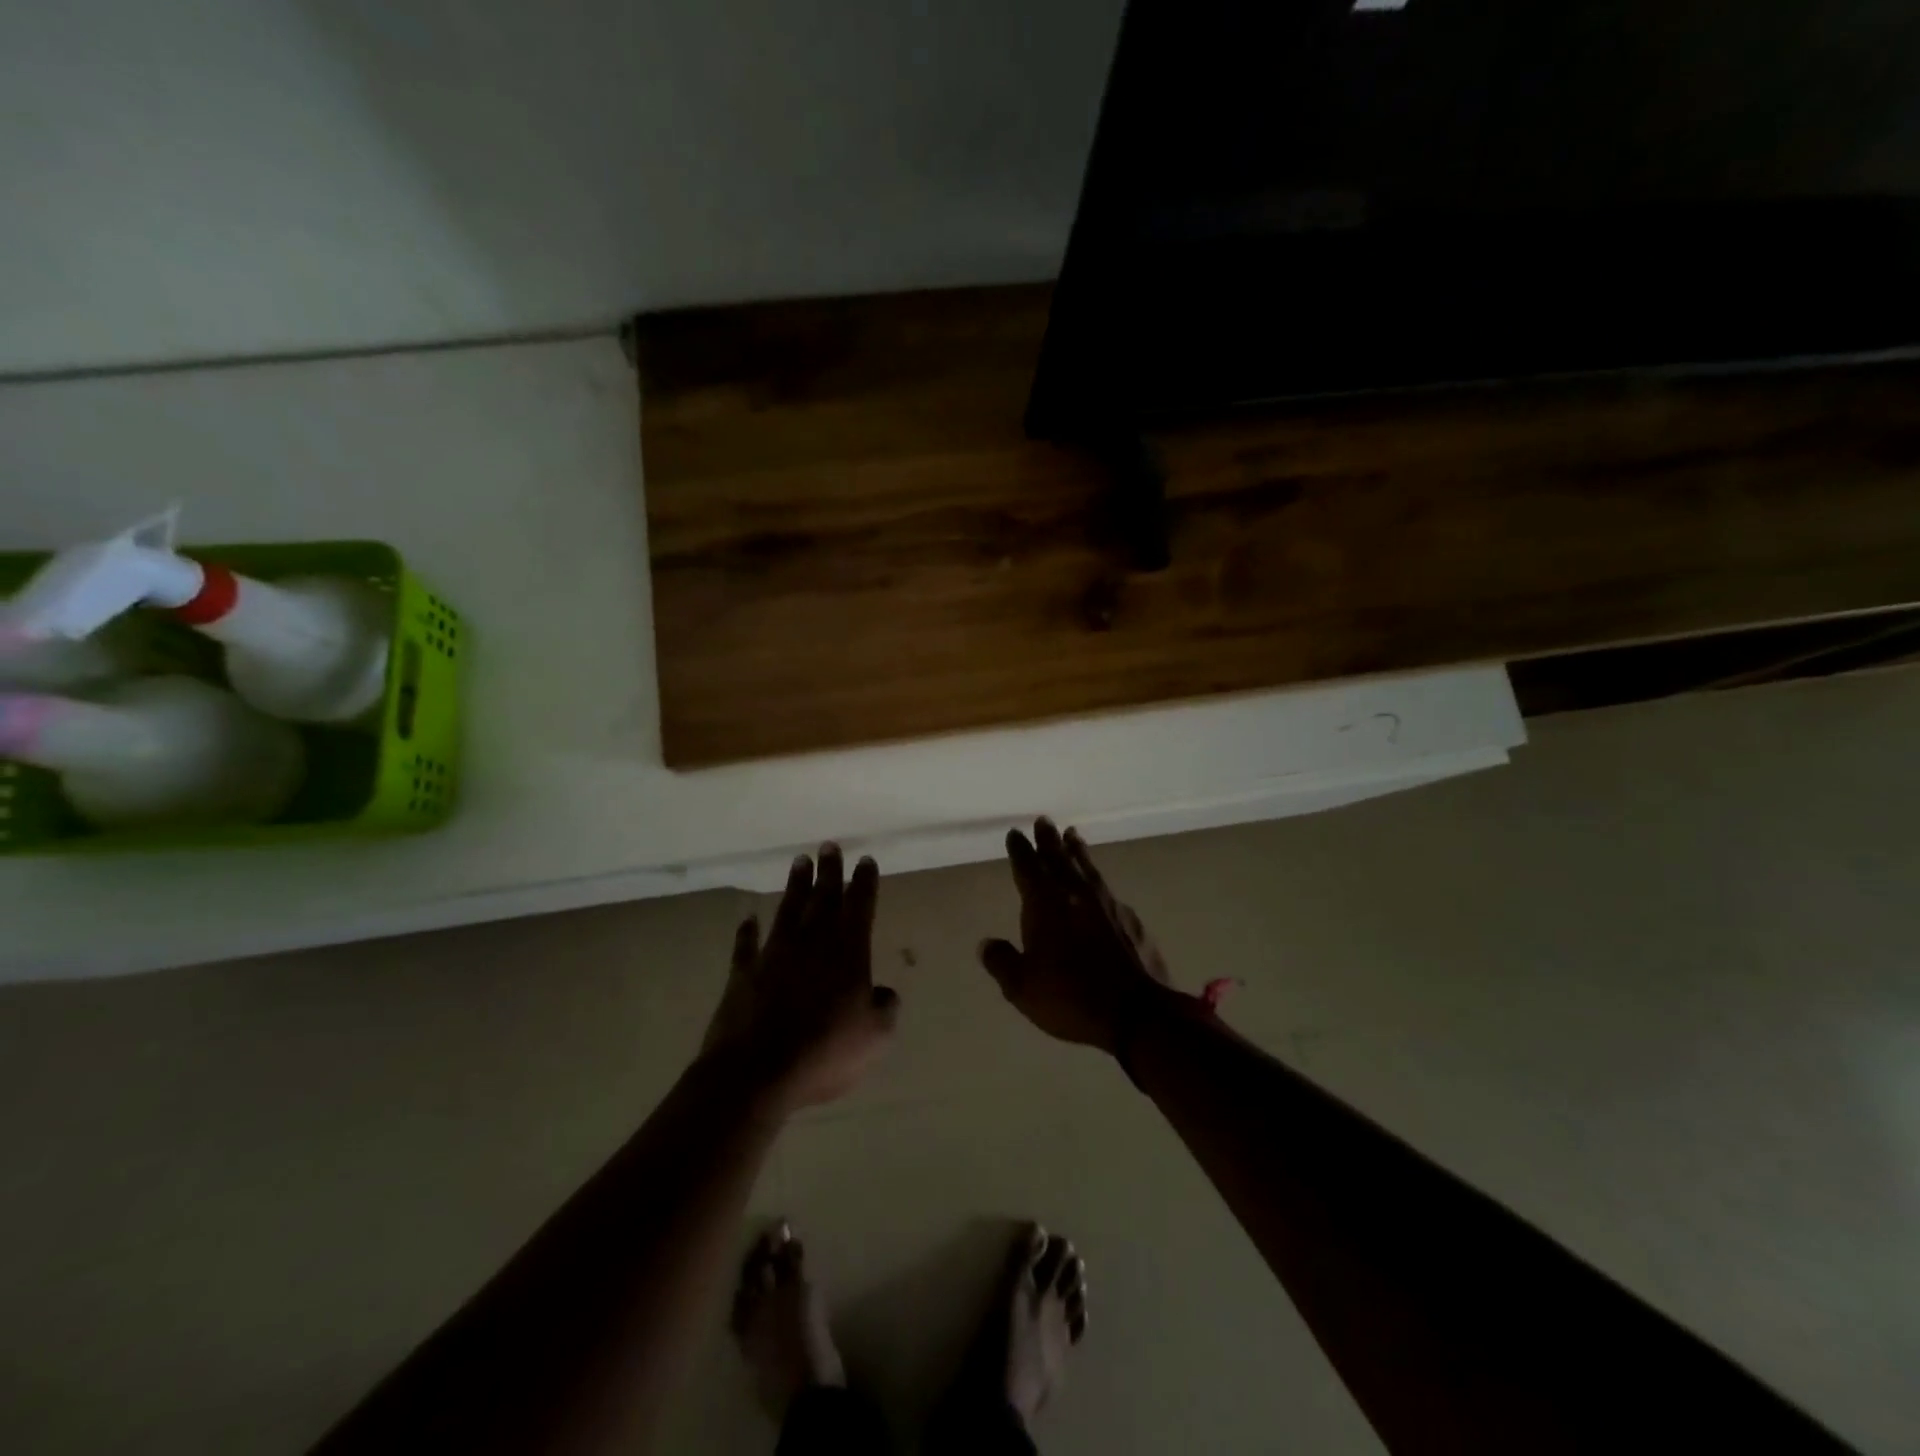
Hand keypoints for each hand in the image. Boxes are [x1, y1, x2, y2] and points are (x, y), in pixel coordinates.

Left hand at [702, 845, 899, 1111]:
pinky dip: (747, 931)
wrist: (756, 1072)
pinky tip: (748, 919)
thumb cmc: (825, 1052)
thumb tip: (882, 993)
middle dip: (829, 871)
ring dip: (795, 886)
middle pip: (822, 898)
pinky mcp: (743, 975)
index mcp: (848, 952)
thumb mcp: (875, 1036)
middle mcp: (811, 943)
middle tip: (829, 845)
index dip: (864, 883)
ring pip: (788, 911)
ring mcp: (774, 955)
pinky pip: (746, 946)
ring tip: (799, 861)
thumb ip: (885, 1008)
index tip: (865, 860)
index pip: (859, 907)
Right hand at [979, 819, 1173, 1055]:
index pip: (1028, 868)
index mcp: (1045, 905)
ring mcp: (1107, 904)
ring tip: (1072, 835)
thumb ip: (1002, 962)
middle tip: (1043, 820)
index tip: (1015, 833)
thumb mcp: (1022, 988)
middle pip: (1059, 859)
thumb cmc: (1071, 998)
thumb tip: (986, 944)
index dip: (1020, 850)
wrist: (1137, 1013)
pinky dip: (1097, 879)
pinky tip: (1098, 885)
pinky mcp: (1130, 919)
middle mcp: (1075, 895)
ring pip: (1086, 868)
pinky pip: (1107, 889)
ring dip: (1076, 851)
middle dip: (1048, 840)